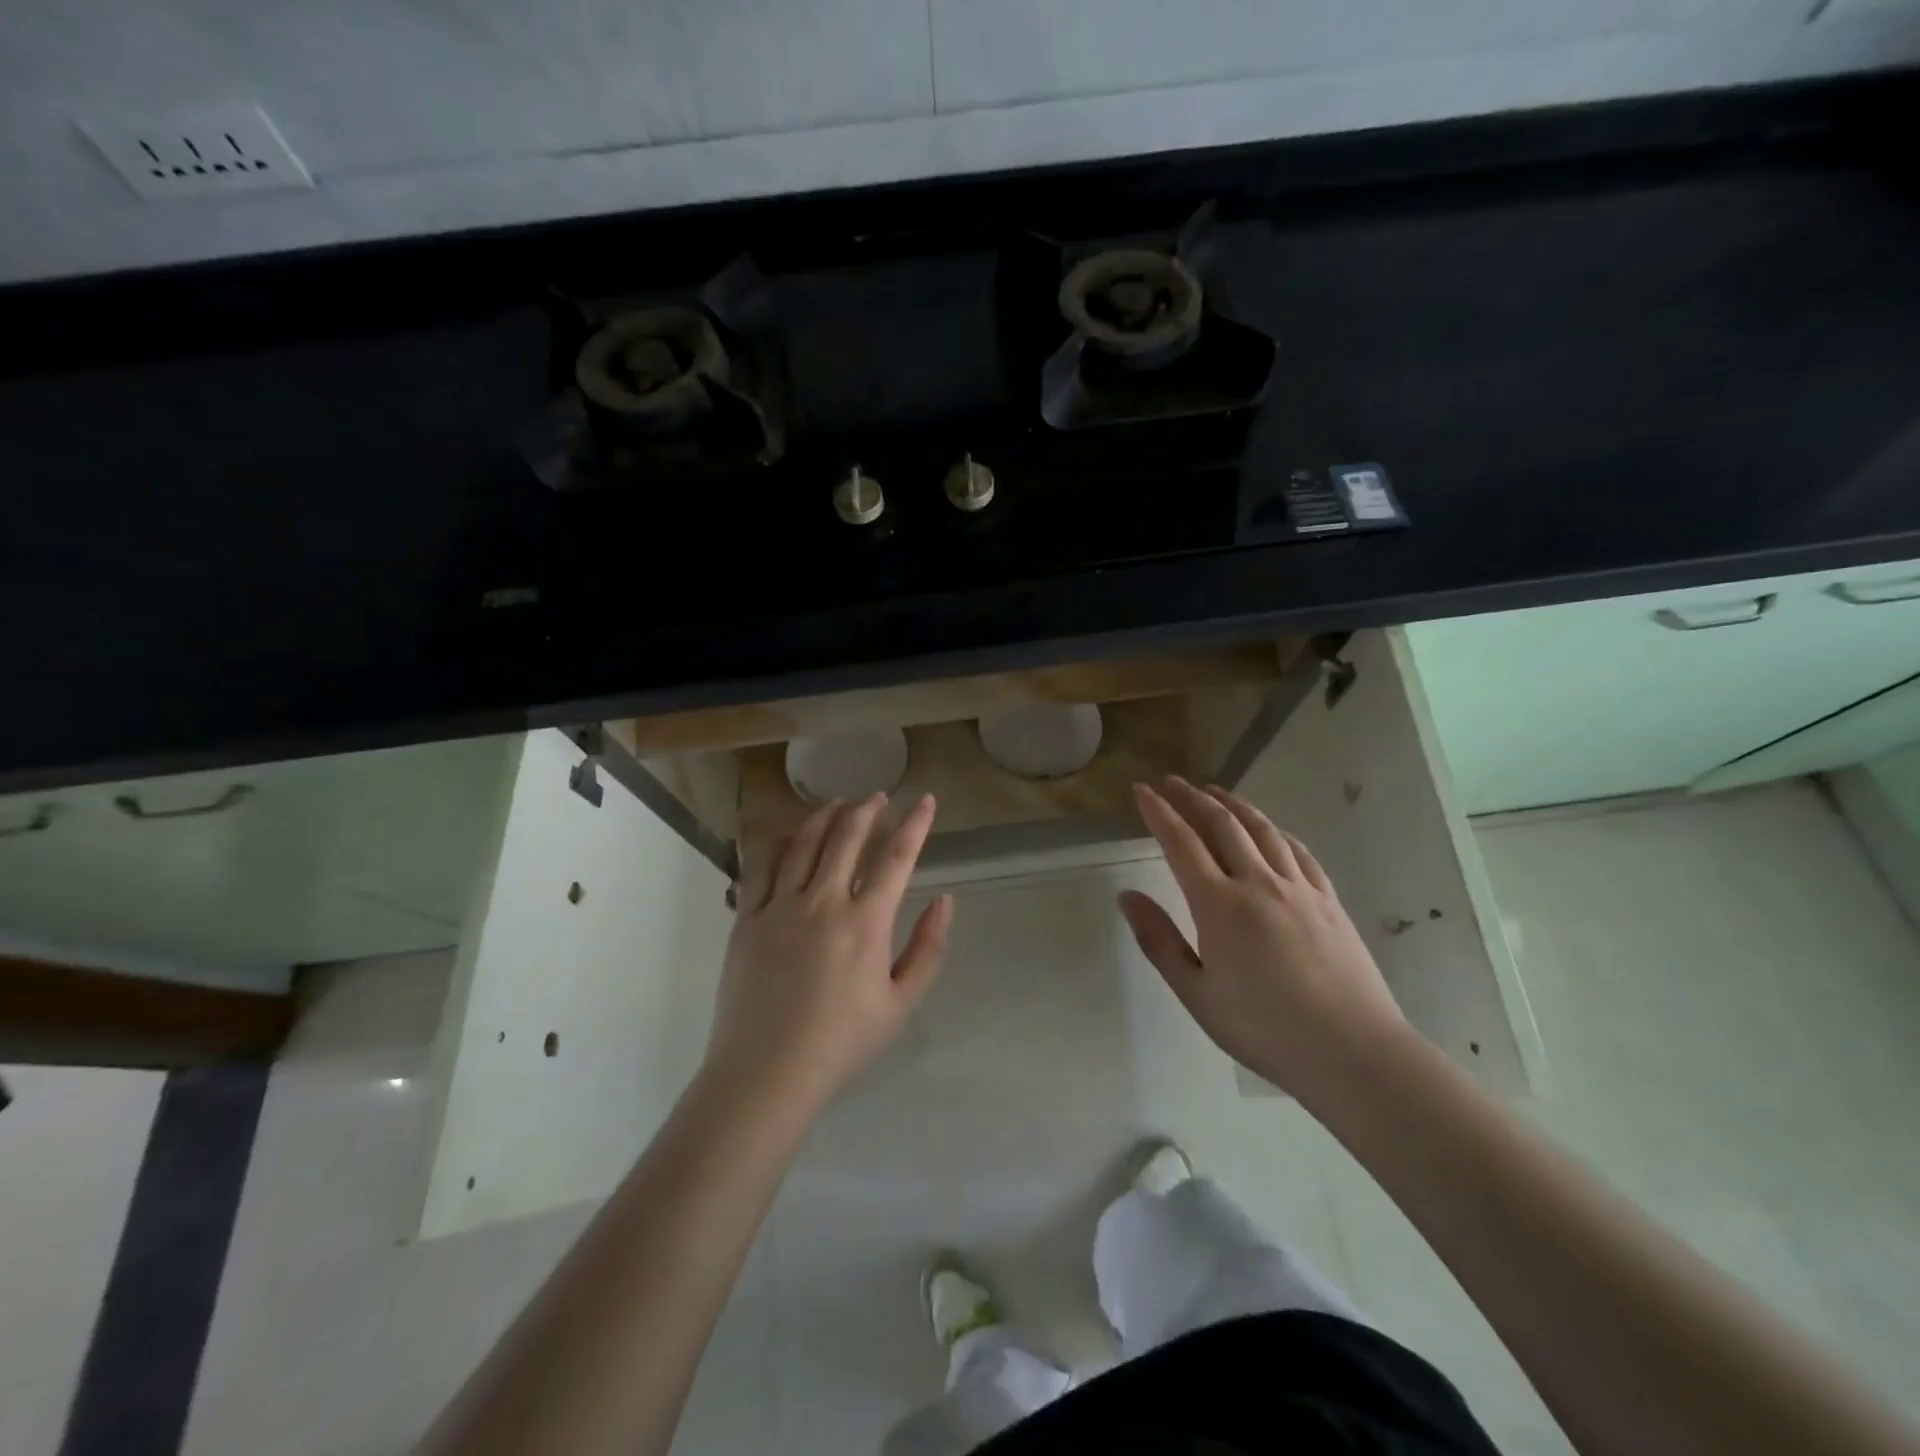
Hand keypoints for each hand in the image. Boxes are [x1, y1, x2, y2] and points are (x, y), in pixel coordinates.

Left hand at [704, 793, 952, 1114]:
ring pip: (804, 843)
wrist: (766, 1073)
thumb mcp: (901, 1003)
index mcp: (866, 922)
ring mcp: (779, 907)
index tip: (926, 800)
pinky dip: (781, 842)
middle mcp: (823, 902)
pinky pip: (763, 866)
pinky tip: (790, 835)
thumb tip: (944, 900)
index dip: (915, 824)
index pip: (897, 857)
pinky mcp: (747, 919)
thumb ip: (928, 948)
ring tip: (838, 803)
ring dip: (825, 816)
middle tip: (878, 796)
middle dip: (868, 809)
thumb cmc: (842, 1042)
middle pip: (848, 837)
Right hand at [1119, 777, 1407, 1101]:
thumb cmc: (1264, 1029)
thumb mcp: (1196, 993)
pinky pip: (1297, 851)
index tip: (1141, 790)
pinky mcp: (1328, 900)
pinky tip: (1269, 830)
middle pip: (1221, 824)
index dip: (1158, 812)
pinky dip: (1275, 830)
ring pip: (1262, 829)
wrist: (1353, 1052)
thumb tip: (1126, 896)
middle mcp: (1258, 883)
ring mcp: (1299, 888)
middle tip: (1171, 781)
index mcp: (1219, 905)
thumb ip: (1159, 940)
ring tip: (1214, 791)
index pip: (1181, 843)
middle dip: (1192, 798)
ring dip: (1233, 804)